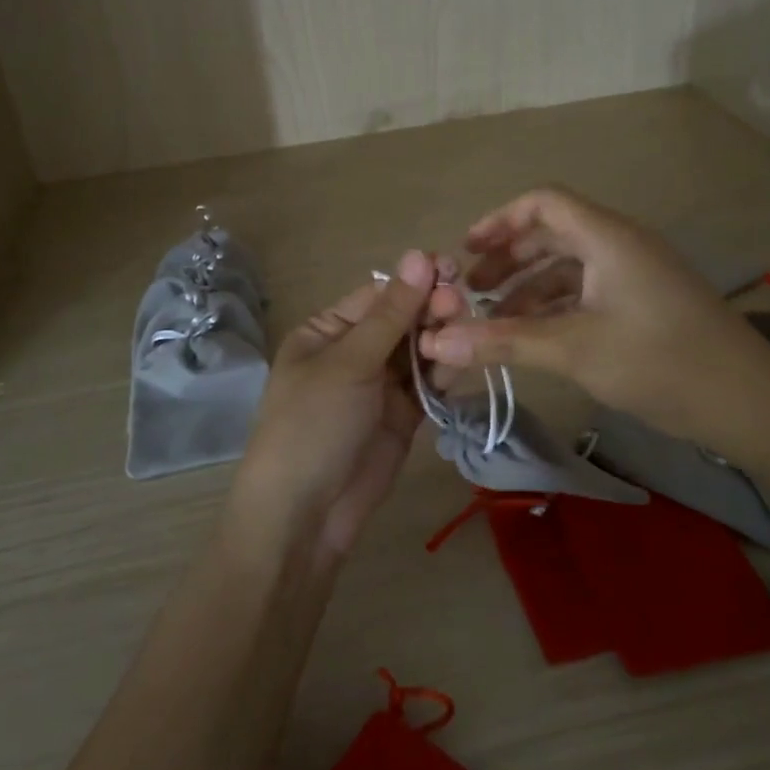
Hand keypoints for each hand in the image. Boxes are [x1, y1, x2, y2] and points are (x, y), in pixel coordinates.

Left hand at [231, 250, 441, 560]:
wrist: (304, 515)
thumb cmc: (314, 424)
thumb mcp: (349, 362)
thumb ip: (391, 313)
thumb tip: (419, 254)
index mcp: (327, 332)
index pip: (378, 296)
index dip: (414, 281)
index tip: (452, 269)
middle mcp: (354, 353)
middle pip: (402, 320)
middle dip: (431, 310)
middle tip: (460, 304)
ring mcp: (379, 387)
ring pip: (419, 351)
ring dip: (441, 339)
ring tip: (464, 332)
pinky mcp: (402, 417)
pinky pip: (427, 385)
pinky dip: (443, 373)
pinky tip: (461, 362)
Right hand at [418, 188, 769, 452]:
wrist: (748, 403)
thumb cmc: (659, 361)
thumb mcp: (574, 349)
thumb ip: (503, 341)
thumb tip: (435, 343)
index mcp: (607, 237)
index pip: (544, 202)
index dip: (499, 220)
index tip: (464, 252)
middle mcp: (621, 245)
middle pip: (552, 234)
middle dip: (507, 260)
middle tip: (470, 292)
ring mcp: (635, 275)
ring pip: (569, 268)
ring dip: (528, 289)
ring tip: (492, 322)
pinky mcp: (644, 304)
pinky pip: (587, 292)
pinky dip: (555, 308)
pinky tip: (532, 337)